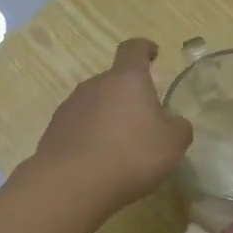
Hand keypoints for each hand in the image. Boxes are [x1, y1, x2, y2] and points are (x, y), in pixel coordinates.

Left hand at [26, 39, 191, 213]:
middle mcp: (95, 84)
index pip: (134, 49)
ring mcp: (70, 106)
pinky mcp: (54, 130)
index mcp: (127, 79)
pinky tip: (98, 161)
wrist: (71, 183)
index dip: (144, 49)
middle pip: (114, 81)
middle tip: (143, 121)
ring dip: (108, 118)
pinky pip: (79, 126)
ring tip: (120, 147)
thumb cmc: (131, 155)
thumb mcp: (172, 144)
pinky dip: (90, 137)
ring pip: (95, 104)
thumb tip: (174, 123)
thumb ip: (178, 127)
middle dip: (128, 96)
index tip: (152, 53)